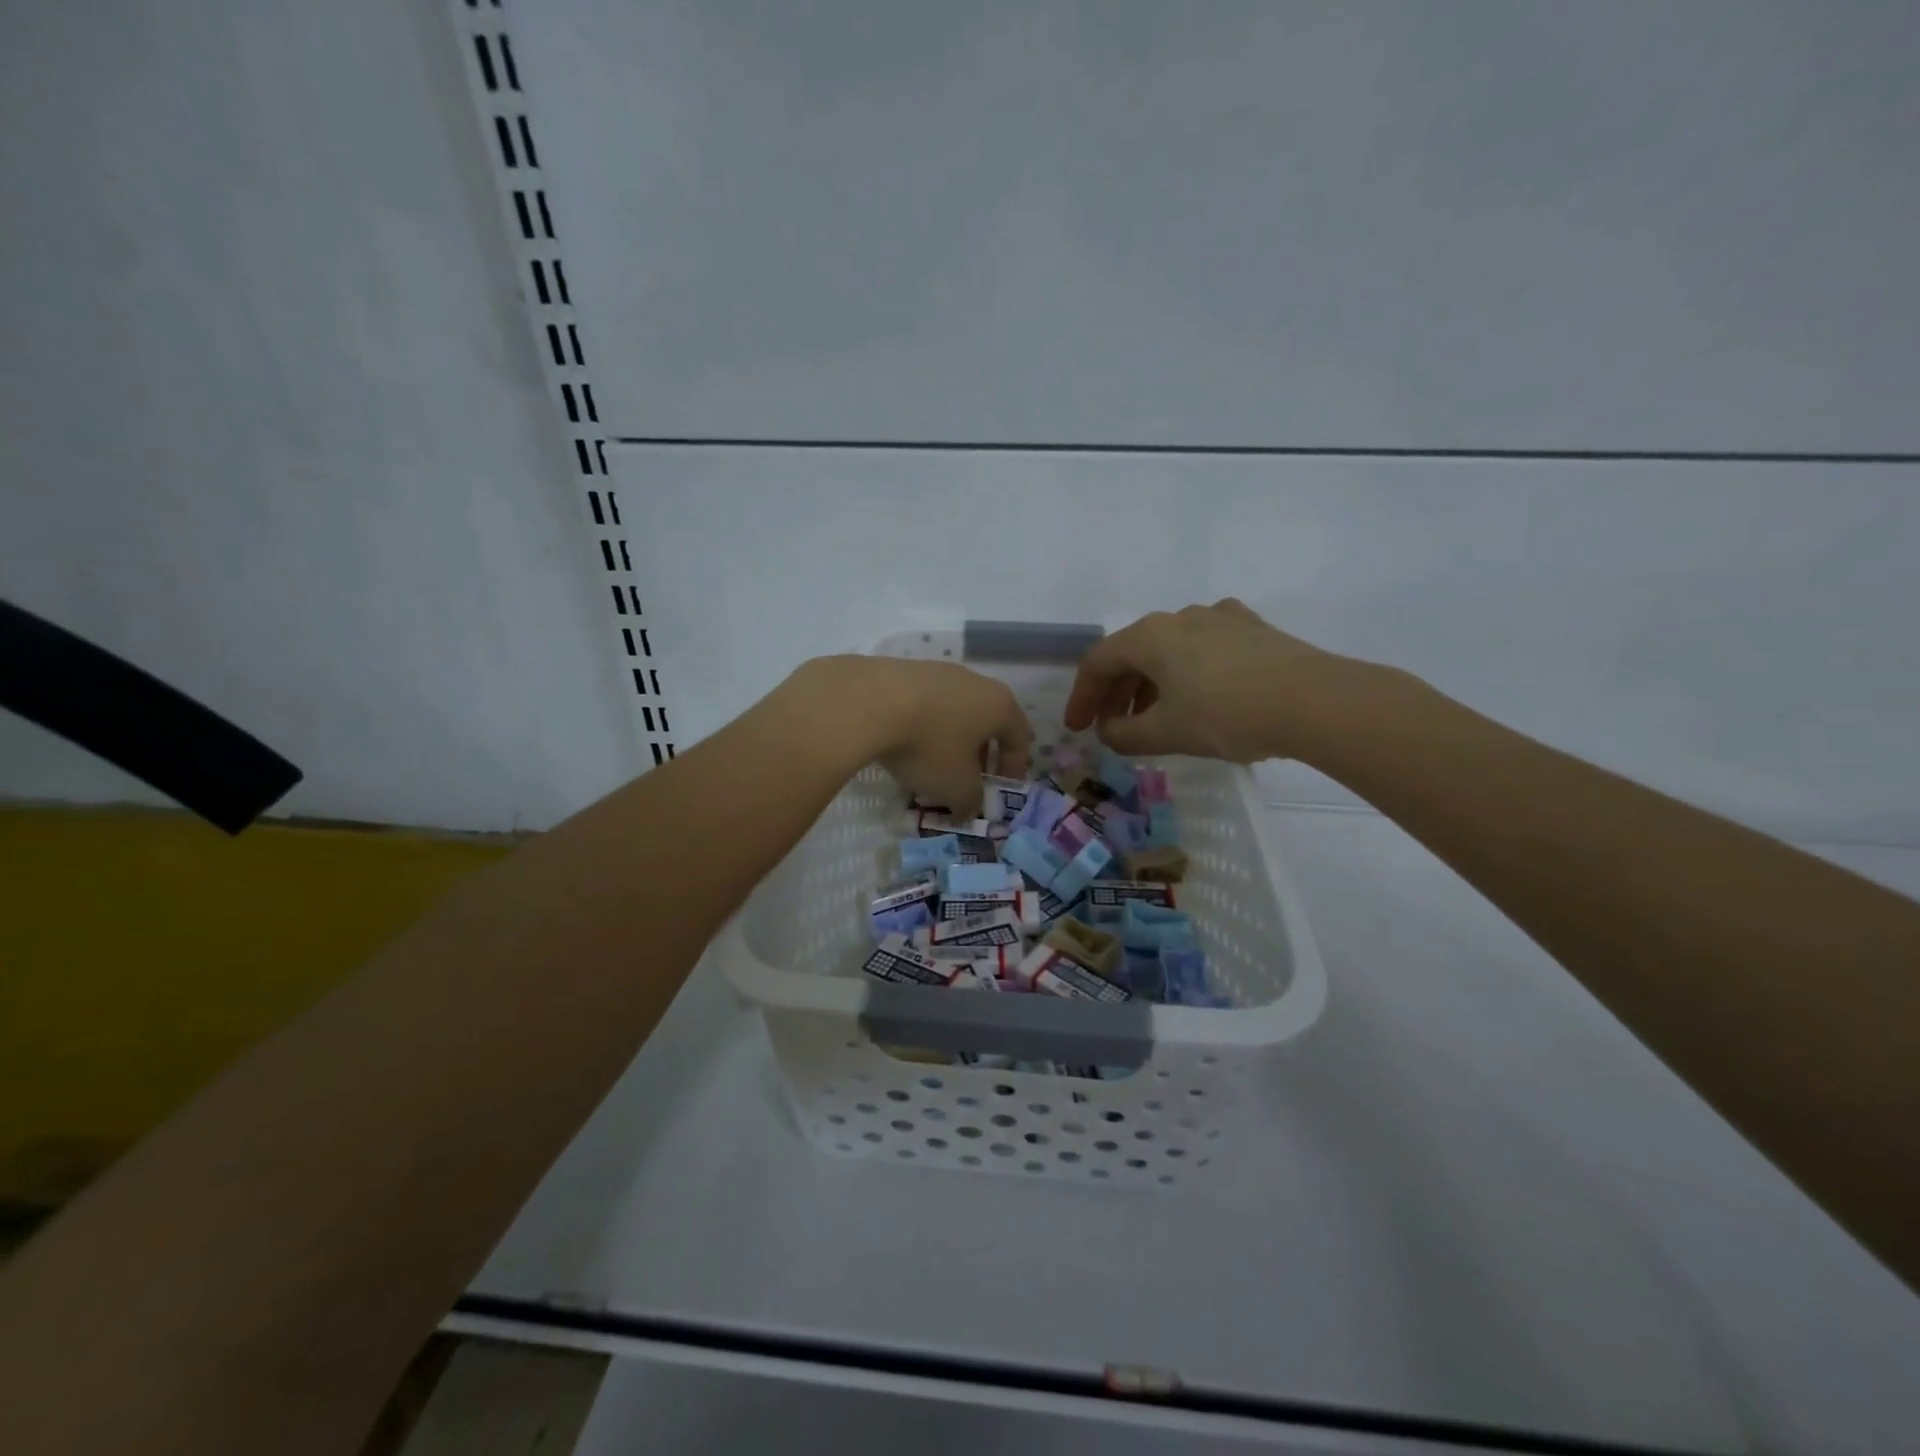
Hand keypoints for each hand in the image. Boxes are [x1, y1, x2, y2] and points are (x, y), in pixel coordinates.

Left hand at [785, 656, 1032, 815]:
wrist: (869, 701)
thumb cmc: (929, 745)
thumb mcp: (956, 787)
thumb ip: (971, 801)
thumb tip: (968, 808)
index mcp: (999, 704)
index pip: (1019, 736)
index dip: (1014, 766)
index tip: (1001, 789)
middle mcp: (975, 681)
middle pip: (987, 720)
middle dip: (980, 753)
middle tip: (968, 779)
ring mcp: (938, 671)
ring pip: (954, 710)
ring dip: (949, 739)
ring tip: (932, 765)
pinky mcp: (903, 670)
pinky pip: (924, 703)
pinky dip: (922, 725)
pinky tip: (904, 744)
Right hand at [1063, 600, 1360, 762]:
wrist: (1315, 701)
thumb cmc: (1226, 715)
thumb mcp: (1167, 733)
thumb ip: (1125, 735)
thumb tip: (1109, 730)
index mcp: (1150, 636)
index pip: (1098, 663)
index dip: (1082, 697)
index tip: (1078, 728)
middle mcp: (1180, 616)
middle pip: (1133, 652)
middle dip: (1116, 692)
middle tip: (1112, 726)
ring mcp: (1219, 618)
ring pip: (1169, 649)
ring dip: (1151, 683)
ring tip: (1155, 717)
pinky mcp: (1252, 628)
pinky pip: (1204, 647)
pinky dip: (1188, 671)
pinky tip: (1201, 692)